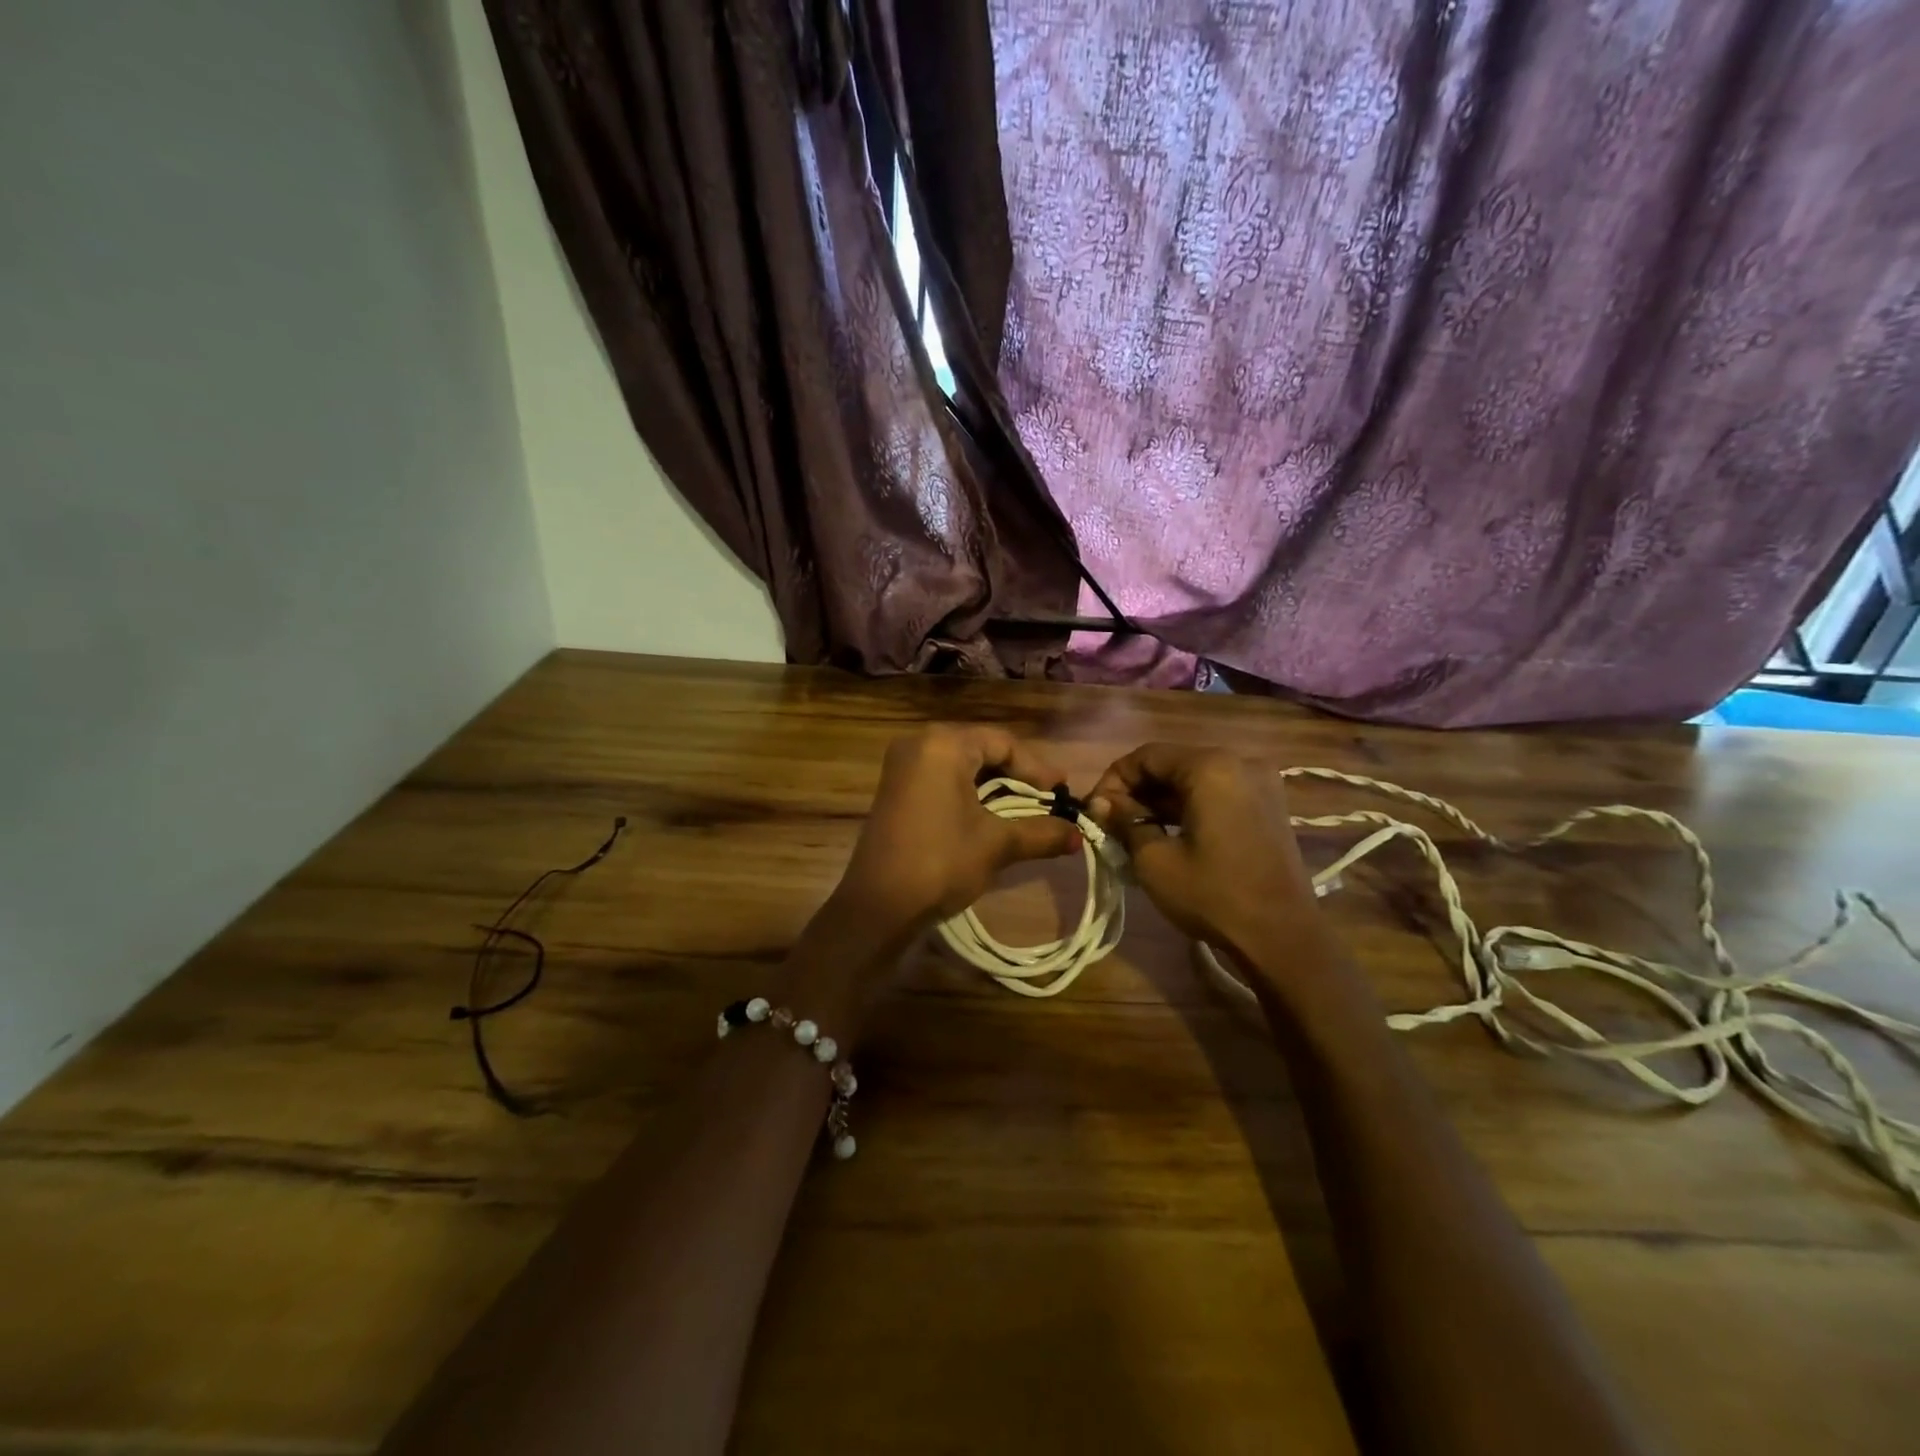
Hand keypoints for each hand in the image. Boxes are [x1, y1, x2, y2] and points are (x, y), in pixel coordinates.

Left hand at [836, 726, 1081, 929]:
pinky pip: (942, 779)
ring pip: (962, 766)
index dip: (1037, 768)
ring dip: (995, 786)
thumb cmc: (941, 862)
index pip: (1002, 742)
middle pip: (982, 749)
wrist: (878, 906)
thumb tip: (1079, 836)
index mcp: (943, 744)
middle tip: (1049, 798)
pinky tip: (990, 816)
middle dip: (1018, 775)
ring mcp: (902, 767)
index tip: (1063, 792)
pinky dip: (970, 793)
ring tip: (1026, 809)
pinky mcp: (895, 790)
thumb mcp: (997, 844)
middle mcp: (919, 744)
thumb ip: (1041, 833)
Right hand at [1089, 743, 1319, 950]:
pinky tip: (1169, 833)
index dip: (1113, 780)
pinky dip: (1189, 807)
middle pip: (1172, 764)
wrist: (1282, 937)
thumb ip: (1125, 821)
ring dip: (1161, 800)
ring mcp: (1260, 783)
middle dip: (1137, 790)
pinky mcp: (1269, 805)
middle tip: (1111, 822)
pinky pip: (1217, 793)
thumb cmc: (1213, 894)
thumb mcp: (1154, 860)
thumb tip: (1101, 803)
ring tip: (1135, 831)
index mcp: (1210, 766)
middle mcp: (1239, 762)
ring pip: (1194, 779)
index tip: (1095, 811)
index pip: (1146, 756)